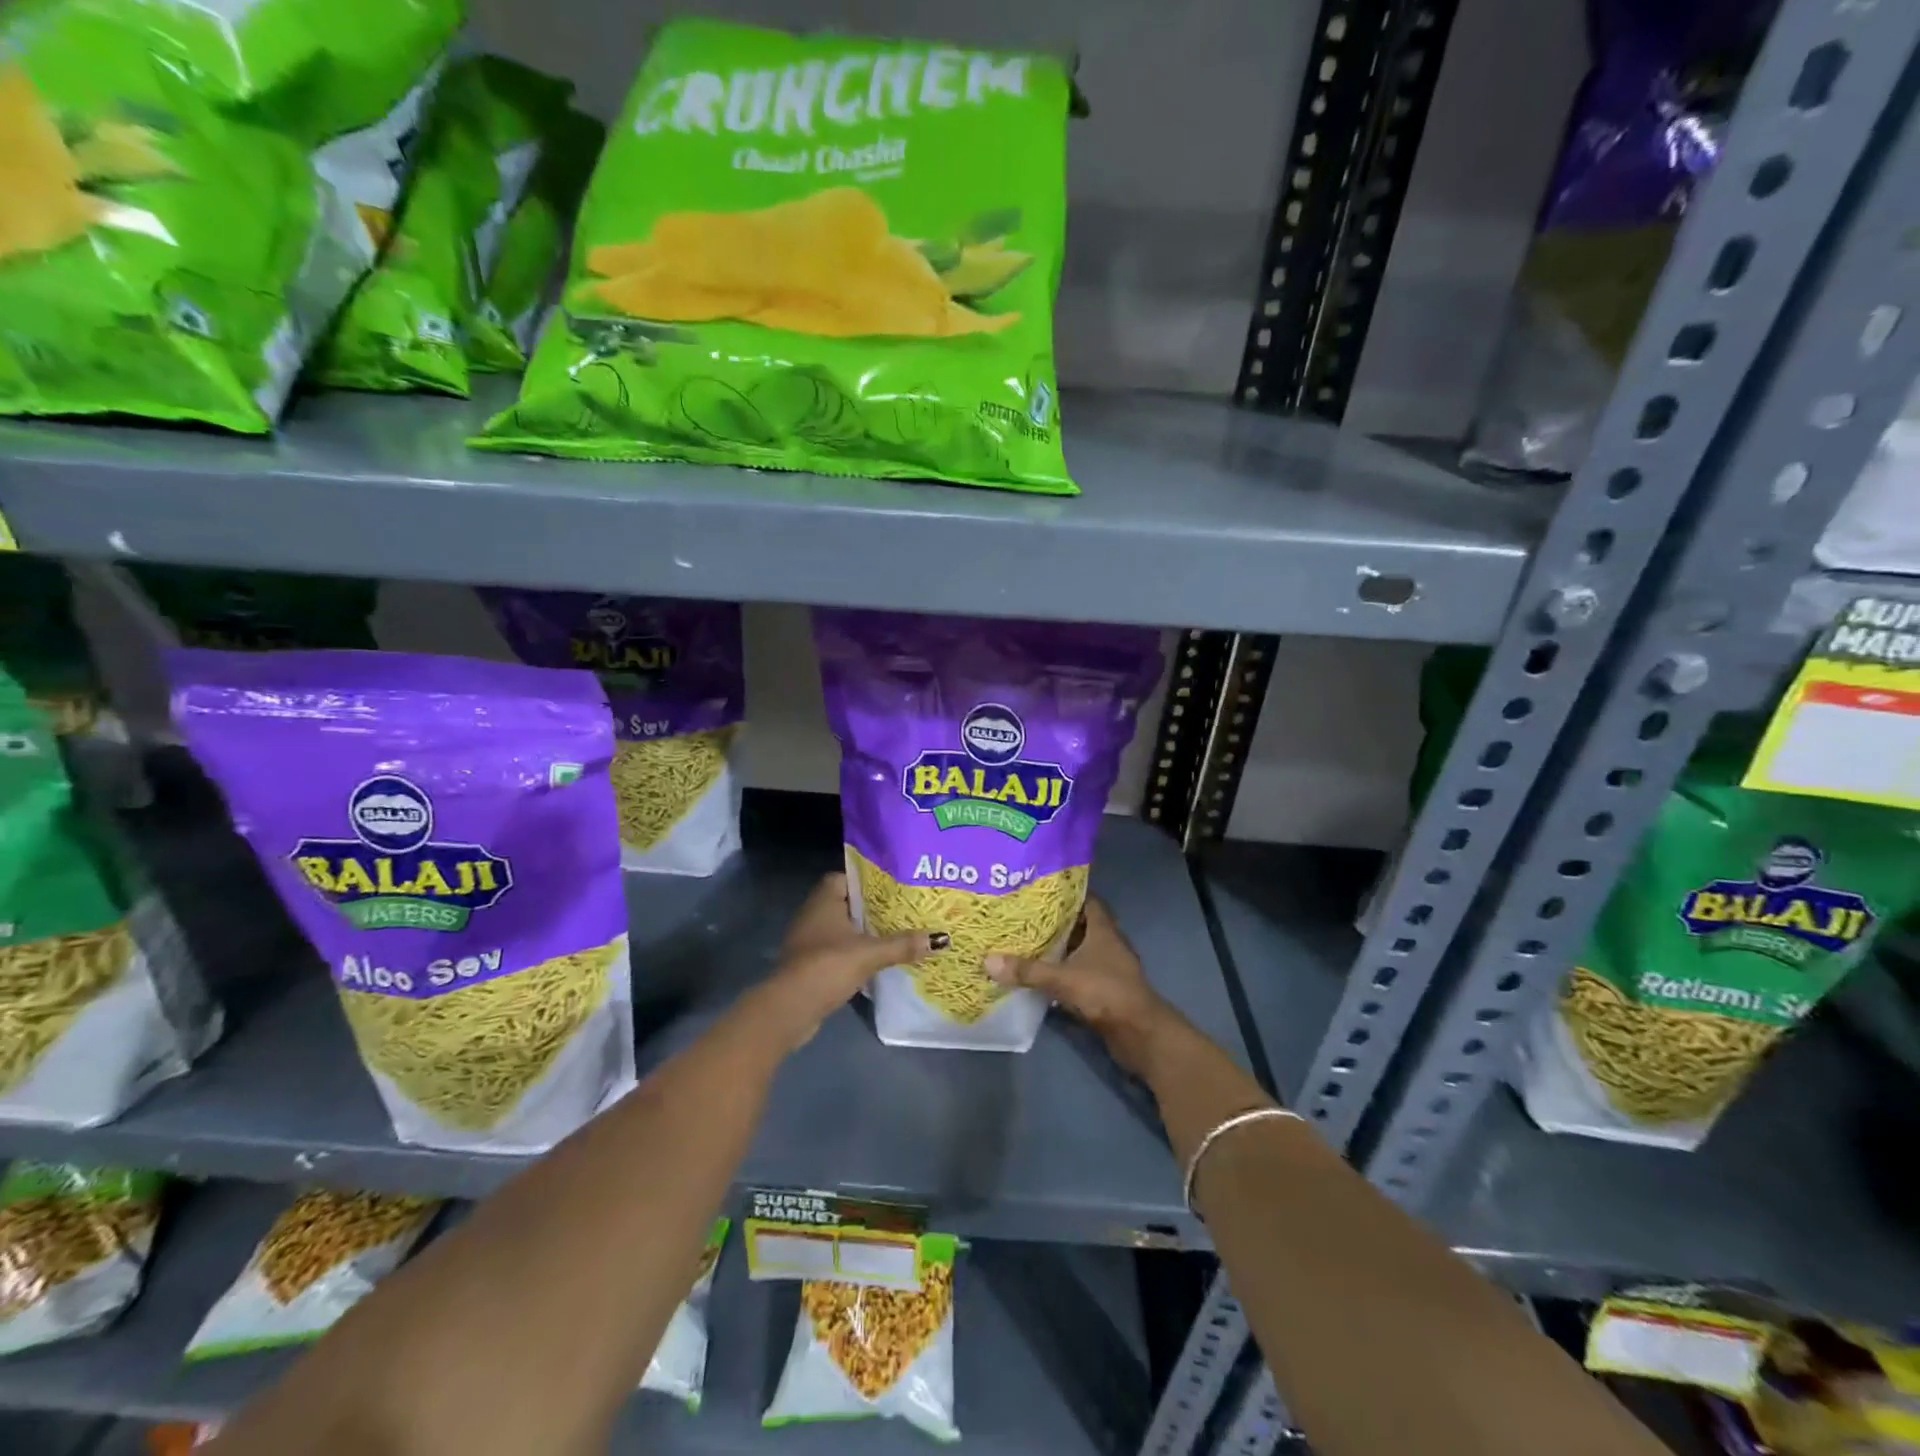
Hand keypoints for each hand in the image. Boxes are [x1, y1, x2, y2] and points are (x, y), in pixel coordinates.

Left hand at [754, 872, 943, 1051]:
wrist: (790, 1008)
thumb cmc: (828, 966)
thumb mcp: (870, 953)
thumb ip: (903, 944)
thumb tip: (941, 938)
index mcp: (824, 900)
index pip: (846, 877)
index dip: (868, 881)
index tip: (893, 888)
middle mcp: (813, 914)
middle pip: (847, 904)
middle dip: (872, 909)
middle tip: (903, 911)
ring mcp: (808, 940)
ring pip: (842, 929)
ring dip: (864, 933)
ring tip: (896, 935)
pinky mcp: (809, 964)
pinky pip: (837, 950)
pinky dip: (854, 953)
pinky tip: (876, 961)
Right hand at [985, 899, 1182, 1078]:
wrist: (1140, 1034)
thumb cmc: (1106, 992)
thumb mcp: (1063, 979)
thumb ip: (1028, 970)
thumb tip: (988, 960)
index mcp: (1103, 929)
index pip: (1087, 900)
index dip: (1066, 894)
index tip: (1040, 890)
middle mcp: (1108, 943)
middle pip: (1080, 925)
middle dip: (1055, 921)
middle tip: (1024, 916)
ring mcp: (1109, 967)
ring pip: (1080, 951)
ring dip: (1059, 949)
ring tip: (1026, 942)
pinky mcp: (1105, 990)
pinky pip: (1080, 973)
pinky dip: (1063, 972)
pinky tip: (1041, 975)